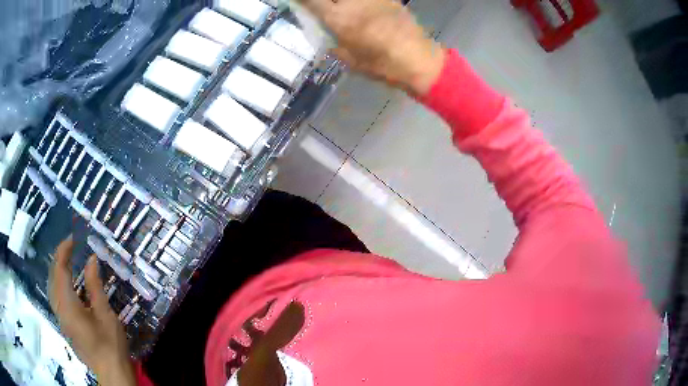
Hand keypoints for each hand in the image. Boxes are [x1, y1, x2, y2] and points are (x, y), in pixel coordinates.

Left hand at [49, 237, 134, 385]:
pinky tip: (68, 284)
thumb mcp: (105, 314)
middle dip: (59, 258)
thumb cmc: (110, 345)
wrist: (111, 373)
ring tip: (68, 261)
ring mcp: (60, 318)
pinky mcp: (64, 325)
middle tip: (71, 247)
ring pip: (52, 286)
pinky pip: (55, 297)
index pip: (59, 269)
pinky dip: (59, 284)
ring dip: (58, 270)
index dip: (64, 251)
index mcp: (68, 305)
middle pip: (52, 276)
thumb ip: (94, 286)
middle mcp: (59, 309)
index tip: (74, 239)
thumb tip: (91, 259)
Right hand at [300, 0, 445, 95]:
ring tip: (344, 11)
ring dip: (341, 3)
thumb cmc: (383, 66)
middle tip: (324, 7)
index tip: (296, 1)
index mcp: (340, 19)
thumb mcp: (350, 60)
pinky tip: (362, 9)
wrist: (420, 61)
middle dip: (323, 2)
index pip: (311, 0)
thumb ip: (334, 43)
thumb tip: (328, 35)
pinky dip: (360, 4)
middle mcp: (353, 2)